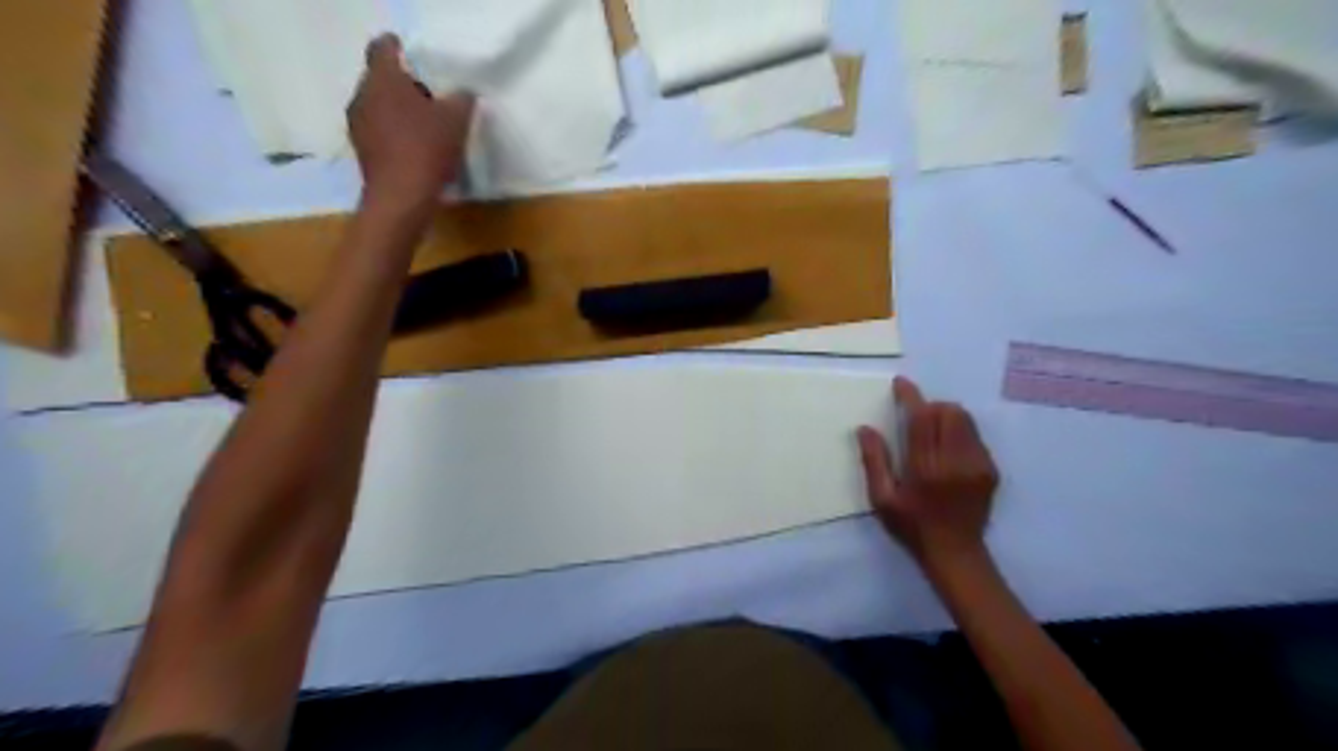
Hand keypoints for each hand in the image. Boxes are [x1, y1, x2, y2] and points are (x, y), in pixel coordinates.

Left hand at [348, 36, 472, 214]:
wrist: (401, 197)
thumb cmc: (427, 149)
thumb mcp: (457, 121)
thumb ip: (461, 100)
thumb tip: (462, 93)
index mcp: (383, 78)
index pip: (383, 48)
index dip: (398, 47)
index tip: (414, 54)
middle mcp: (362, 95)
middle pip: (381, 79)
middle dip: (403, 85)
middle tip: (430, 96)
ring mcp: (358, 124)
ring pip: (378, 106)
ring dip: (398, 111)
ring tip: (425, 125)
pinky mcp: (362, 151)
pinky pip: (379, 131)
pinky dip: (394, 134)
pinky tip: (415, 149)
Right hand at [864, 378, 996, 572]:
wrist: (956, 554)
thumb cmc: (912, 526)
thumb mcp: (882, 499)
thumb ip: (874, 461)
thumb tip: (865, 428)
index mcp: (925, 468)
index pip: (921, 419)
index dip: (911, 396)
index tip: (901, 384)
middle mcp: (955, 462)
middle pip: (948, 412)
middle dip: (930, 407)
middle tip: (915, 419)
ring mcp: (978, 465)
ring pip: (965, 420)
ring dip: (946, 417)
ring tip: (931, 433)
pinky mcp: (990, 470)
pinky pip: (975, 436)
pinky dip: (959, 433)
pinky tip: (947, 452)